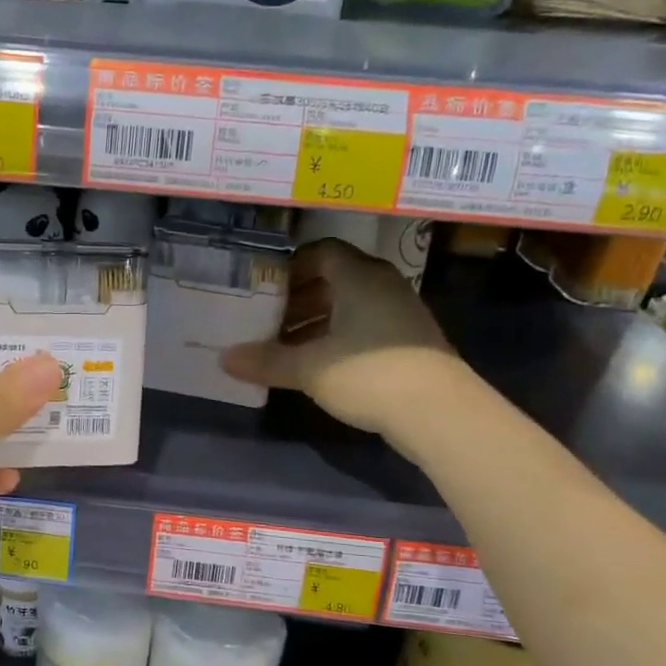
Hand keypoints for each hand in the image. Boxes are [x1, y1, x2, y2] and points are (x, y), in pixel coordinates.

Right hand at [221, 238, 457, 434]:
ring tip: (285, 346)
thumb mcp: (309, 368)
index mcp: (358, 276)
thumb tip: (225, 359)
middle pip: (333, 278)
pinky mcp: (409, 340)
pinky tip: (318, 364)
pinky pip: (364, 325)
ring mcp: (400, 312)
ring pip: (349, 305)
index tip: (263, 287)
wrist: (440, 413)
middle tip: (267, 319)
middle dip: (298, 298)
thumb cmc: (368, 374)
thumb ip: (266, 360)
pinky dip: (338, 337)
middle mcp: (382, 284)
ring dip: (316, 321)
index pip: (320, 252)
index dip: (289, 266)